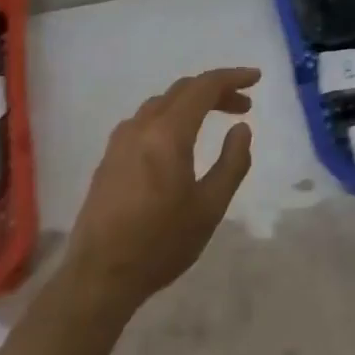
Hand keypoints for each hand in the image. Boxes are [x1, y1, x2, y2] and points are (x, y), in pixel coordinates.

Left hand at [63, 67, 256, 320]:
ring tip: (214, 119)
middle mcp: (141, 126)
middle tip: (243, 106)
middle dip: (216, 90)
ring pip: (162, 103)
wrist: (99, 276)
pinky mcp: (109, 157)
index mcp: (168, 133)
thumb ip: (232, 163)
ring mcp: (120, 140)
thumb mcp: (210, 207)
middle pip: (183, 90)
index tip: (256, 78)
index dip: (232, 77)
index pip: (204, 87)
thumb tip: (241, 128)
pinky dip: (171, 116)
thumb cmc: (161, 243)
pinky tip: (179, 141)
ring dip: (192, 103)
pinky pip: (145, 120)